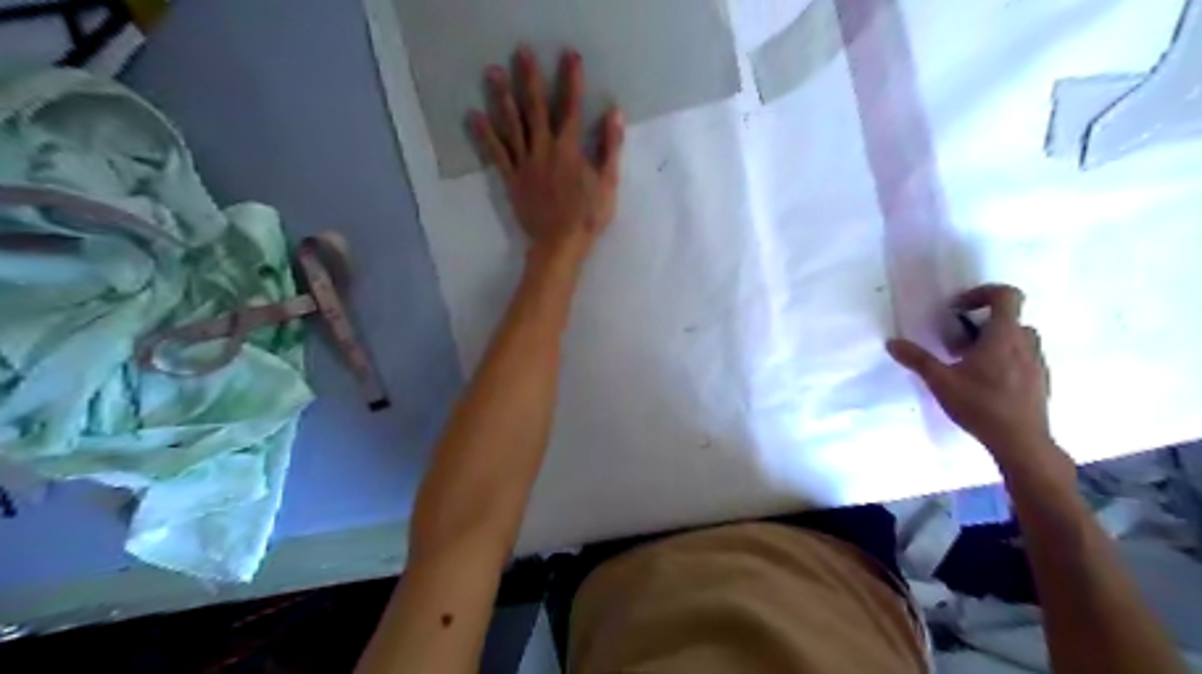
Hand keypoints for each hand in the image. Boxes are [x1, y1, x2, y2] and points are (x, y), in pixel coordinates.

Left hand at [470, 44, 624, 263]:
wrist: (560, 244)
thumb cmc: (588, 216)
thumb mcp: (608, 183)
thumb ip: (610, 147)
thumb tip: (614, 113)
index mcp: (569, 150)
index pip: (571, 108)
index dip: (572, 81)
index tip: (570, 57)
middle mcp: (544, 150)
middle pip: (535, 109)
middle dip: (530, 79)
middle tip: (521, 52)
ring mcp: (525, 164)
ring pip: (512, 126)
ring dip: (502, 98)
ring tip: (492, 73)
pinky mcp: (512, 179)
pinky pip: (497, 154)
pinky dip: (485, 135)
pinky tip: (474, 116)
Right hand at [890, 282, 1054, 462]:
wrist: (1021, 442)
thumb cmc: (980, 405)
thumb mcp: (940, 381)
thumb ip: (917, 359)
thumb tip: (892, 342)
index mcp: (1003, 336)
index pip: (1006, 295)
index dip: (982, 293)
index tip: (958, 309)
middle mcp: (1025, 343)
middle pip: (1008, 318)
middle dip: (981, 324)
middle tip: (956, 342)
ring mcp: (1037, 362)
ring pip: (1017, 338)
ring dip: (993, 341)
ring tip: (968, 363)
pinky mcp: (1040, 380)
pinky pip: (1023, 357)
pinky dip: (1004, 359)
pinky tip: (985, 382)